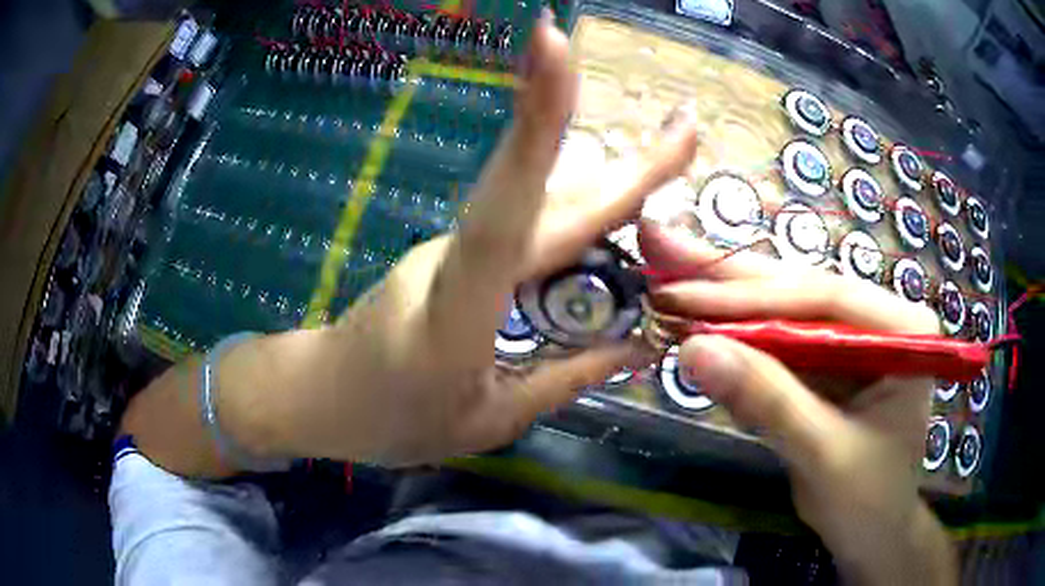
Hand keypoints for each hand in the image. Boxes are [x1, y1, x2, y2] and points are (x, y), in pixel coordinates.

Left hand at [262, 16, 697, 465]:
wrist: (321, 394)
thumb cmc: (388, 419)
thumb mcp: (486, 420)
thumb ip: (564, 381)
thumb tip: (637, 347)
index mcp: (457, 310)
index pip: (507, 208)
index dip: (536, 125)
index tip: (556, 48)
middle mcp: (458, 258)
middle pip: (547, 197)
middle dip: (623, 159)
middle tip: (686, 125)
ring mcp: (455, 248)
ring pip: (544, 208)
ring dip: (612, 183)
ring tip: (671, 159)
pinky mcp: (458, 252)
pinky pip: (529, 230)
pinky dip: (581, 221)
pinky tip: (619, 219)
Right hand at [640, 223, 955, 584]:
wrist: (872, 533)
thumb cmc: (866, 500)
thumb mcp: (822, 453)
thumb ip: (768, 400)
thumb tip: (693, 350)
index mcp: (902, 330)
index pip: (824, 298)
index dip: (753, 297)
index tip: (684, 297)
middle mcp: (879, 319)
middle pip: (799, 290)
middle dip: (729, 279)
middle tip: (663, 246)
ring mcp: (851, 337)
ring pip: (783, 309)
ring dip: (724, 297)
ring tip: (669, 267)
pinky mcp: (827, 361)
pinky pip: (777, 340)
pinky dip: (734, 333)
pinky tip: (697, 311)